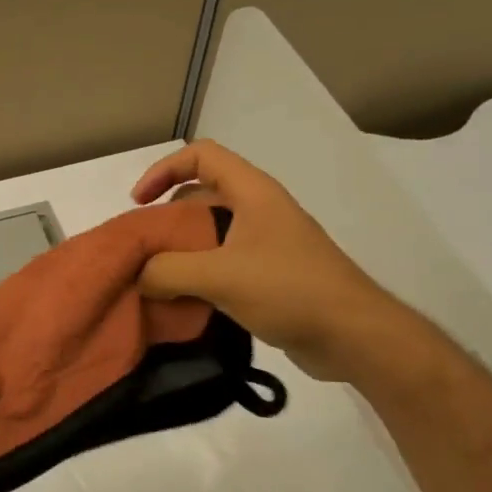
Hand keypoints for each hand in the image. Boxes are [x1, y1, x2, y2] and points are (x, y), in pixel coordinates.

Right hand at [131, 140, 412, 381]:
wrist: (352, 335)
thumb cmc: (289, 290)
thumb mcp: (219, 276)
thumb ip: (168, 271)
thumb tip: (139, 277)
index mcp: (252, 193)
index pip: (201, 156)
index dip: (163, 170)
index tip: (139, 203)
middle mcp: (258, 210)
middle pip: (200, 196)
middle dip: (166, 219)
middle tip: (141, 250)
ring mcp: (264, 244)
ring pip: (209, 234)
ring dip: (178, 252)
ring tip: (152, 279)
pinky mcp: (267, 276)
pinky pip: (221, 264)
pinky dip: (196, 276)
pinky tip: (180, 301)